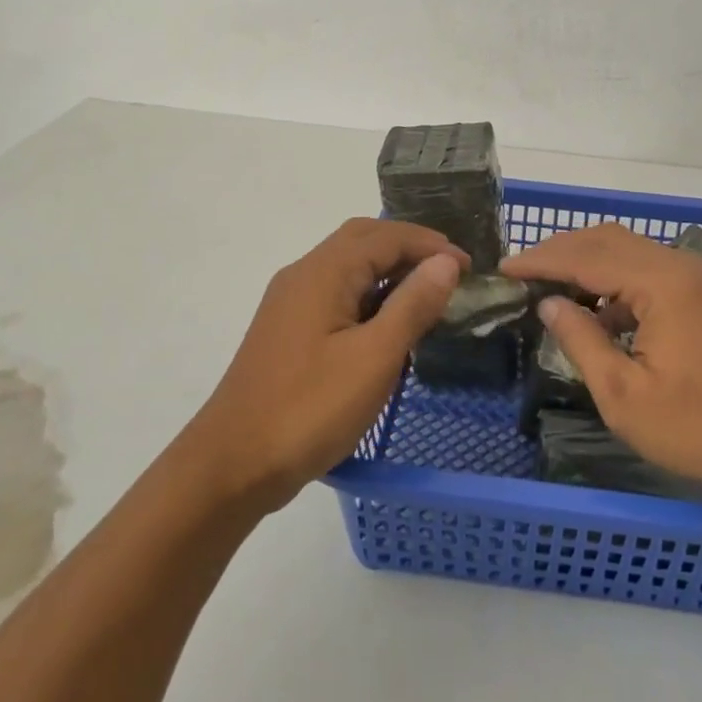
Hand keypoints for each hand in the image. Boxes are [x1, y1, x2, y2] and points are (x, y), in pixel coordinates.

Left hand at [181, 219, 465, 512]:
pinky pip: (335, 292)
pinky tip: (387, 323)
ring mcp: (290, 303)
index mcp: (324, 272)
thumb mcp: (374, 358)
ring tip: (427, 293)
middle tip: (449, 270)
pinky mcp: (287, 330)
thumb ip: (413, 304)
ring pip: (347, 266)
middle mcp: (304, 275)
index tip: (469, 267)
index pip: (386, 236)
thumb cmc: (309, 408)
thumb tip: (445, 262)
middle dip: (409, 247)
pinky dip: (368, 294)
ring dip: (388, 269)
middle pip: (363, 240)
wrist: (232, 465)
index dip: (431, 245)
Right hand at [502, 223, 701, 499]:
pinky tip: (597, 312)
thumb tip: (548, 303)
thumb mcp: (624, 395)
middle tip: (522, 273)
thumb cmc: (698, 428)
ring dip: (587, 263)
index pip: (587, 256)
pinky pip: (647, 270)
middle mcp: (680, 266)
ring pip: (628, 250)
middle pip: (607, 240)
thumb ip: (581, 340)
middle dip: (561, 252)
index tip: (503, 269)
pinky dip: (614, 280)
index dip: (541, 260)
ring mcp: (696, 277)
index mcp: (662, 283)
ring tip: (549, 288)